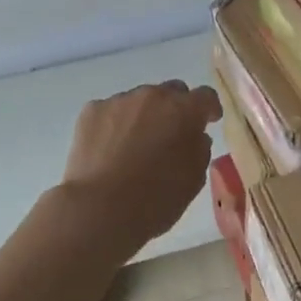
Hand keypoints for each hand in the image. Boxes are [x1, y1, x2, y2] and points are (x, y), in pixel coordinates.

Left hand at [59, 80, 222, 253]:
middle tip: (171, 134)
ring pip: (138, 101)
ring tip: (135, 145)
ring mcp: (119, 101)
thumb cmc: (156, 199)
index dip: (209, 109)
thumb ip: (200, 150)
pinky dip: (114, 124)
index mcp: (185, 111)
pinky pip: (110, 111)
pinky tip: (109, 148)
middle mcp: (153, 96)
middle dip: (175, 109)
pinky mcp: (91, 111)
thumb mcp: (193, 180)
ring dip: (143, 116)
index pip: (205, 97)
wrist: (100, 208)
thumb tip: (195, 136)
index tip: (209, 121)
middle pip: (170, 92)